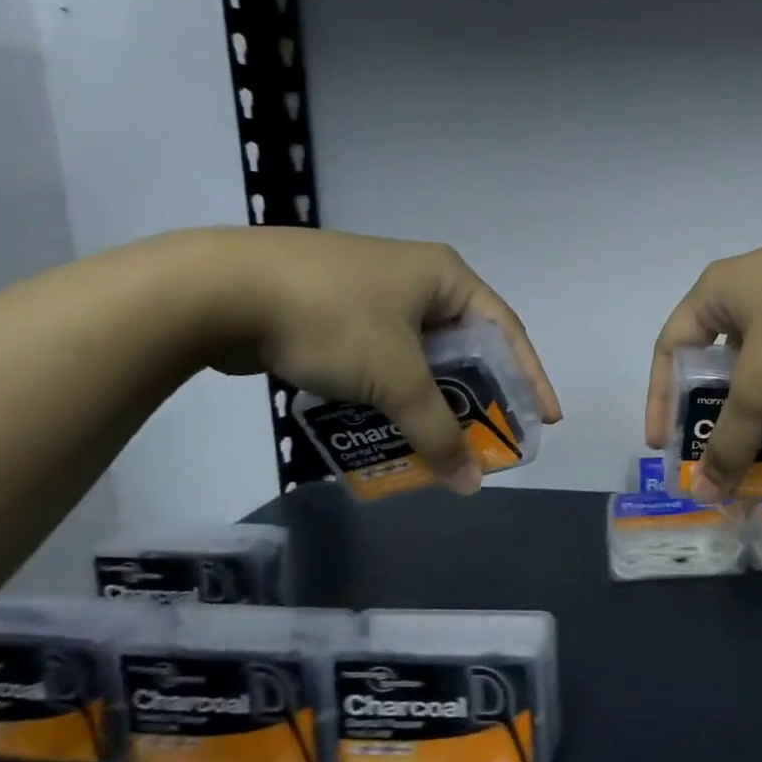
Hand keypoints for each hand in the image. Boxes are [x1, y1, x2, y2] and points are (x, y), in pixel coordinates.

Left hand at [195, 228, 560, 492]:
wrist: (215, 289)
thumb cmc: (331, 318)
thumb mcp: (395, 378)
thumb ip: (437, 432)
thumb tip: (470, 484)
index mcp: (444, 277)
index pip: (506, 331)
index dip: (530, 377)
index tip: (546, 418)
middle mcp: (416, 278)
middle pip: (464, 346)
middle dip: (476, 396)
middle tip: (490, 436)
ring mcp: (372, 292)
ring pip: (418, 356)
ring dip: (430, 400)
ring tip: (438, 440)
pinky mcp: (334, 311)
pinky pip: (381, 359)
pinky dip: (390, 392)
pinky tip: (385, 423)